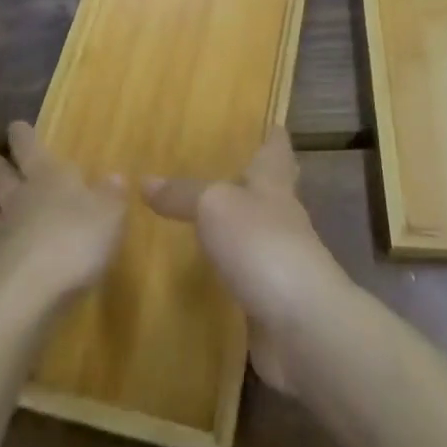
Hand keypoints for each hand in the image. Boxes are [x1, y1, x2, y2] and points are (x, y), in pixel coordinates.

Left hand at [0, 121, 127, 317]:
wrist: (29, 294)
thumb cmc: (75, 243)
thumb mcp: (109, 215)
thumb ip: (110, 196)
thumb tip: (113, 177)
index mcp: (47, 181)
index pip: (32, 151)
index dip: (24, 138)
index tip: (14, 125)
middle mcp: (17, 204)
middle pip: (4, 179)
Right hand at [142, 129, 349, 393]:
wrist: (300, 323)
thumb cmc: (261, 244)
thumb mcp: (214, 206)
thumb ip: (182, 194)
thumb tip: (145, 180)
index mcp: (273, 184)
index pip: (276, 151)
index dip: (273, 137)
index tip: (271, 122)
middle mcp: (281, 216)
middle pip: (272, 189)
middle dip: (255, 178)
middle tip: (230, 165)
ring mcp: (279, 260)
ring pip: (257, 231)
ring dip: (239, 224)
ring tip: (207, 215)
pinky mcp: (270, 299)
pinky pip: (246, 273)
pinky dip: (231, 267)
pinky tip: (209, 269)